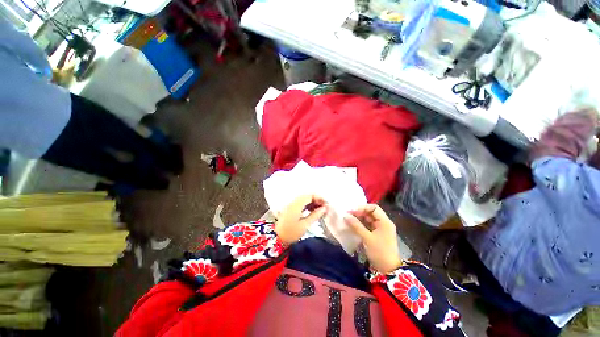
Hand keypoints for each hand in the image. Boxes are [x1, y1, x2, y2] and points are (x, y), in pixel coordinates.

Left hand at [275, 195, 327, 245]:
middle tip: (324, 208)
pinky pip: (301, 203)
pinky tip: (312, 211)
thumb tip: (324, 208)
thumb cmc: (291, 233)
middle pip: (307, 196)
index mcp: (297, 205)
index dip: (319, 198)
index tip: (326, 205)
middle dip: (316, 200)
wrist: (276, 239)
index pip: (310, 195)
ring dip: (312, 202)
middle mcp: (293, 202)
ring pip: (304, 199)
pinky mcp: (290, 209)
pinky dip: (307, 205)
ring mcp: (291, 205)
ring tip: (319, 210)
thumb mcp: (304, 225)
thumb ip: (315, 215)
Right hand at [344, 204, 402, 273]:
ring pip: (369, 219)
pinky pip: (368, 226)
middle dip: (359, 213)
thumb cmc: (380, 252)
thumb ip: (356, 225)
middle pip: (371, 213)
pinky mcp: (377, 235)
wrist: (388, 270)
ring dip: (359, 218)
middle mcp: (384, 223)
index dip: (363, 208)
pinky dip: (361, 225)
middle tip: (348, 215)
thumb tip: (345, 215)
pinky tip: (353, 225)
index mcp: (385, 222)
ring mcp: (381, 229)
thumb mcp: (367, 238)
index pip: (374, 208)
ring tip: (349, 219)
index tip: (352, 211)